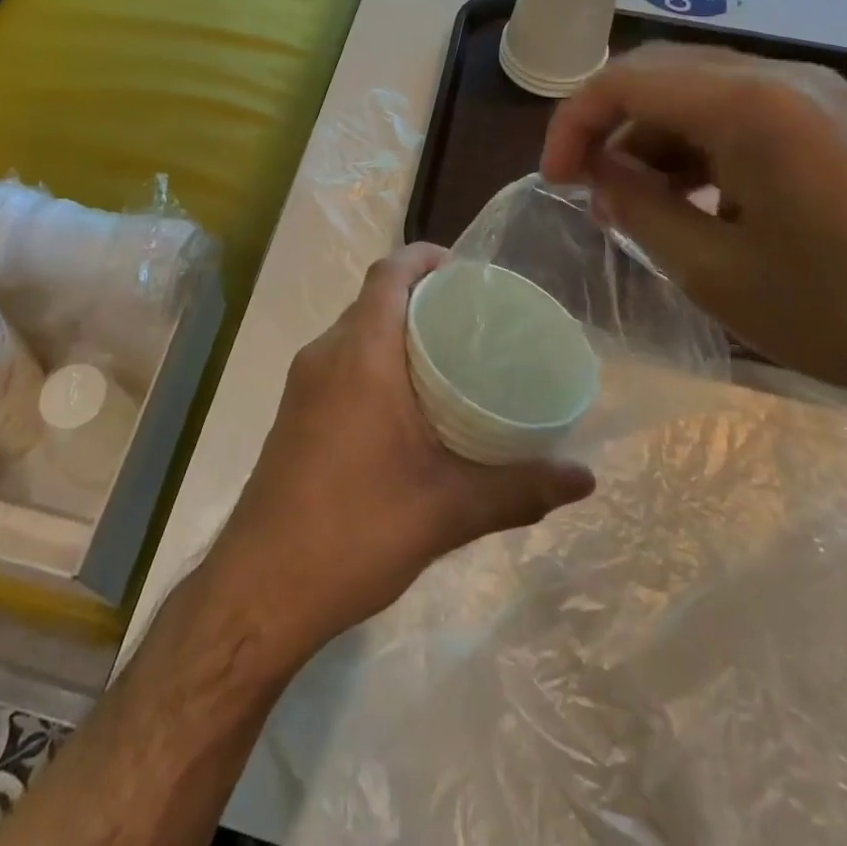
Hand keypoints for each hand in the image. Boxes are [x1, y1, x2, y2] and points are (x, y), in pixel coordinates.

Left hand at [210, 243, 594, 667]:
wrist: (262, 588)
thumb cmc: (356, 530)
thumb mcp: (448, 510)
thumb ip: (519, 489)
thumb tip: (584, 479)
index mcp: (360, 354)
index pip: (389, 272)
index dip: (426, 258)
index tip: (468, 273)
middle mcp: (325, 354)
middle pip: (374, 298)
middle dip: (421, 295)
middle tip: (474, 320)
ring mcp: (303, 383)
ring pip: (355, 331)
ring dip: (396, 329)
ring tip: (450, 357)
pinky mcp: (295, 411)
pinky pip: (341, 361)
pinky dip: (375, 358)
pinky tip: (408, 402)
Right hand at [540, 44, 846, 422]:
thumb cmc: (841, 312)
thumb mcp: (713, 271)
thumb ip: (639, 209)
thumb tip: (599, 175)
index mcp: (746, 104)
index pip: (622, 81)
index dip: (571, 125)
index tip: (555, 182)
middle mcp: (780, 77)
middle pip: (659, 73)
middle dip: (608, 124)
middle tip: (587, 186)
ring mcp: (815, 94)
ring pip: (698, 90)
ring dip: (653, 136)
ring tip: (639, 201)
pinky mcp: (836, 120)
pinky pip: (741, 109)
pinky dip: (698, 143)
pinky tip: (699, 198)